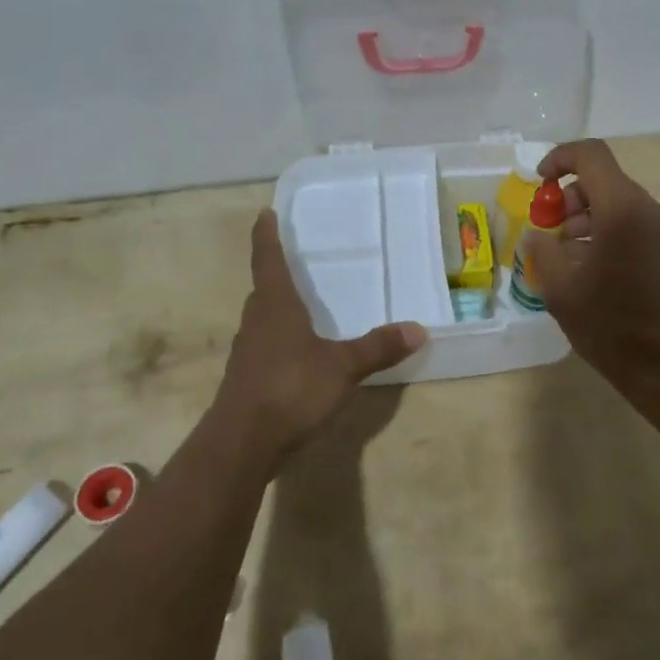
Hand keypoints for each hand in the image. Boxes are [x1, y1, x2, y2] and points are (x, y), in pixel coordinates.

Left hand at [214, 210, 426, 459]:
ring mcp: (246, 354)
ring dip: (275, 310)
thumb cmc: (290, 390)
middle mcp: (256, 324)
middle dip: (274, 275)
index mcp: (276, 307)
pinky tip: (295, 356)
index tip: (264, 214)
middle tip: (291, 262)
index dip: (266, 237)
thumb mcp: (342, 368)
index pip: (268, 261)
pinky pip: (262, 348)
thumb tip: (419, 329)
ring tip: (297, 307)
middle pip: (263, 291)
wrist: (240, 445)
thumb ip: (378, 348)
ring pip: (261, 321)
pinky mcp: (245, 381)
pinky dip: (277, 342)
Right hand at [526, 140, 659, 391]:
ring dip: (589, 217)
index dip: (560, 159)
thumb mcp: (560, 288)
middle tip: (552, 233)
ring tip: (571, 258)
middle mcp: (651, 210)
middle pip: (605, 180)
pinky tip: (596, 269)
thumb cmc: (610, 326)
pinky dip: (610, 231)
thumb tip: (538, 233)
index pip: (592, 155)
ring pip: (621, 203)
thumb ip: (543, 248)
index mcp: (622, 210)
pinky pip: (636, 223)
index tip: (540, 183)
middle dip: (572, 198)